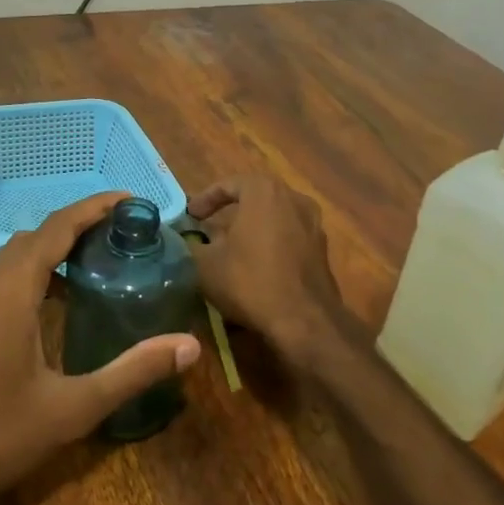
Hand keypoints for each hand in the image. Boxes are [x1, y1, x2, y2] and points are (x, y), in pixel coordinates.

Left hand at [0, 192, 200, 504]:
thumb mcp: (72, 409)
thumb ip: (131, 372)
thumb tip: (189, 346)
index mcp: (11, 288)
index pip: (58, 227)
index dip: (95, 207)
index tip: (131, 201)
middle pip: (37, 235)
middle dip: (80, 227)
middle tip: (125, 236)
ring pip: (15, 254)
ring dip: (54, 249)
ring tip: (97, 263)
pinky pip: (0, 275)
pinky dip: (32, 271)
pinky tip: (54, 301)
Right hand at [188, 175, 351, 363]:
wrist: (304, 320)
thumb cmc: (250, 281)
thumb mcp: (205, 264)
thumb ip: (189, 245)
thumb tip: (181, 239)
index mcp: (264, 191)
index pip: (228, 184)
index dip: (205, 199)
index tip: (191, 216)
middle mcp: (293, 198)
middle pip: (255, 197)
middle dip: (230, 211)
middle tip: (209, 227)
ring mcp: (313, 223)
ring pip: (274, 216)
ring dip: (252, 226)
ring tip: (231, 246)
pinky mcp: (322, 249)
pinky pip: (289, 236)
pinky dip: (270, 242)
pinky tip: (256, 264)